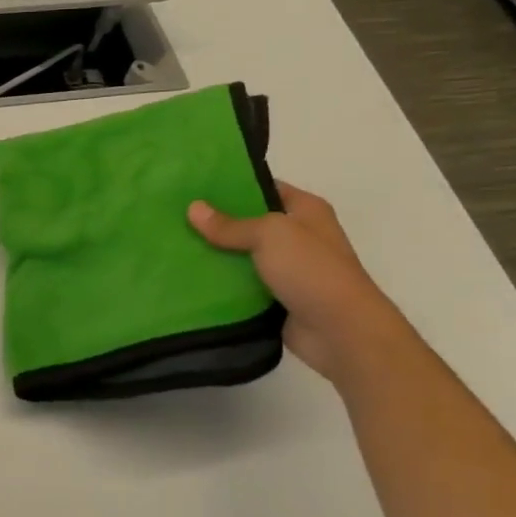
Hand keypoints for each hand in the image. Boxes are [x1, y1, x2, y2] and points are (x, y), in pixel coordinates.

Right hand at [188, 182, 408, 380]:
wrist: (342, 332)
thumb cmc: (312, 270)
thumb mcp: (270, 235)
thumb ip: (230, 224)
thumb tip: (193, 208)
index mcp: (305, 210)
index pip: (263, 187)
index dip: (231, 184)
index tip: (194, 185)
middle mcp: (297, 236)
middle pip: (248, 222)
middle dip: (216, 221)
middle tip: (175, 215)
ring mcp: (286, 269)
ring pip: (241, 255)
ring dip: (215, 254)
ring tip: (173, 244)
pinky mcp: (275, 298)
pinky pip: (241, 284)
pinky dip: (221, 283)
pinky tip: (189, 276)